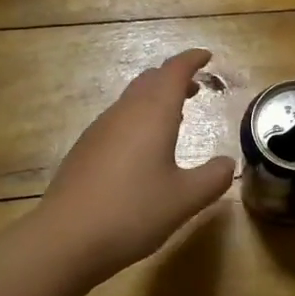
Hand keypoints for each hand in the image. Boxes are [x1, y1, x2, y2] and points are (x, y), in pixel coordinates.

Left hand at [38, 49, 235, 282]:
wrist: (66, 238)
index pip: (173, 72)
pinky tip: (143, 148)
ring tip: (175, 115)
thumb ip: (213, 178)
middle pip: (149, 80)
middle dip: (174, 78)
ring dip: (155, 99)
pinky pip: (117, 120)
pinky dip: (138, 119)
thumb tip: (228, 163)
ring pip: (131, 100)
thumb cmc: (133, 212)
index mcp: (152, 114)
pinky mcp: (84, 150)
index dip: (191, 60)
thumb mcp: (185, 199)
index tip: (206, 57)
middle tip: (195, 87)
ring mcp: (99, 130)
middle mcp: (124, 113)